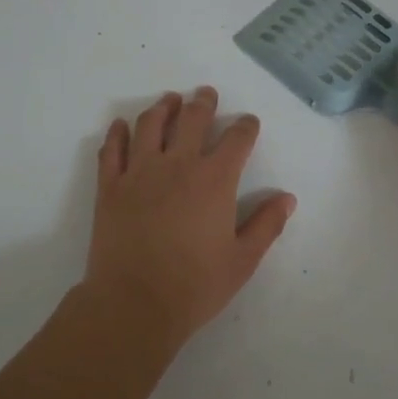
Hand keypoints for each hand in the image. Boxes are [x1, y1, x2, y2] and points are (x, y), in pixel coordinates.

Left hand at [85, 86, 295, 349]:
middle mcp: (178, 164)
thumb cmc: (194, 286)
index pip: (236, 139)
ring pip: (150, 124)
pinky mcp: (110, 185)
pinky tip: (121, 126)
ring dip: (163, 107)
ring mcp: (139, 171)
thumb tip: (287, 198)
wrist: (133, 304)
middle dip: (203, 103)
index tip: (248, 123)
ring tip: (169, 100)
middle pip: (192, 119)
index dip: (246, 127)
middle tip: (206, 94)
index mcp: (214, 180)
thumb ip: (266, 225)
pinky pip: (112, 149)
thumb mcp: (242, 261)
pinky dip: (117, 133)